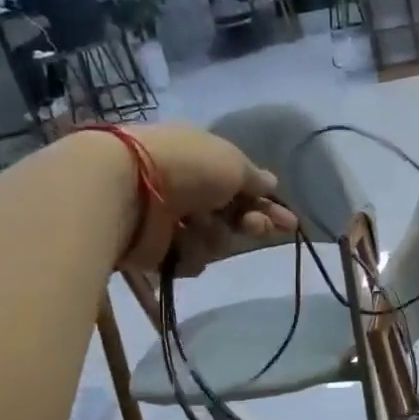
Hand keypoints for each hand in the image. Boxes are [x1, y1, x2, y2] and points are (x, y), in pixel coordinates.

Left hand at [118, 124, 297, 274]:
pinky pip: (188, 259)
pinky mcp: (156, 249)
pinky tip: (179, 245)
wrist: (129, 190)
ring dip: (215, 236)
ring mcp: (170, 219)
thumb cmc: (187, 167)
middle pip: (231, 215)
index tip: (289, 223)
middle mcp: (188, 189)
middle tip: (253, 227)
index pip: (243, 186)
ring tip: (199, 228)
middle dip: (248, 223)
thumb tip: (271, 183)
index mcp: (203, 160)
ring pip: (213, 240)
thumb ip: (255, 178)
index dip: (267, 204)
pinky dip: (188, 254)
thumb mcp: (233, 163)